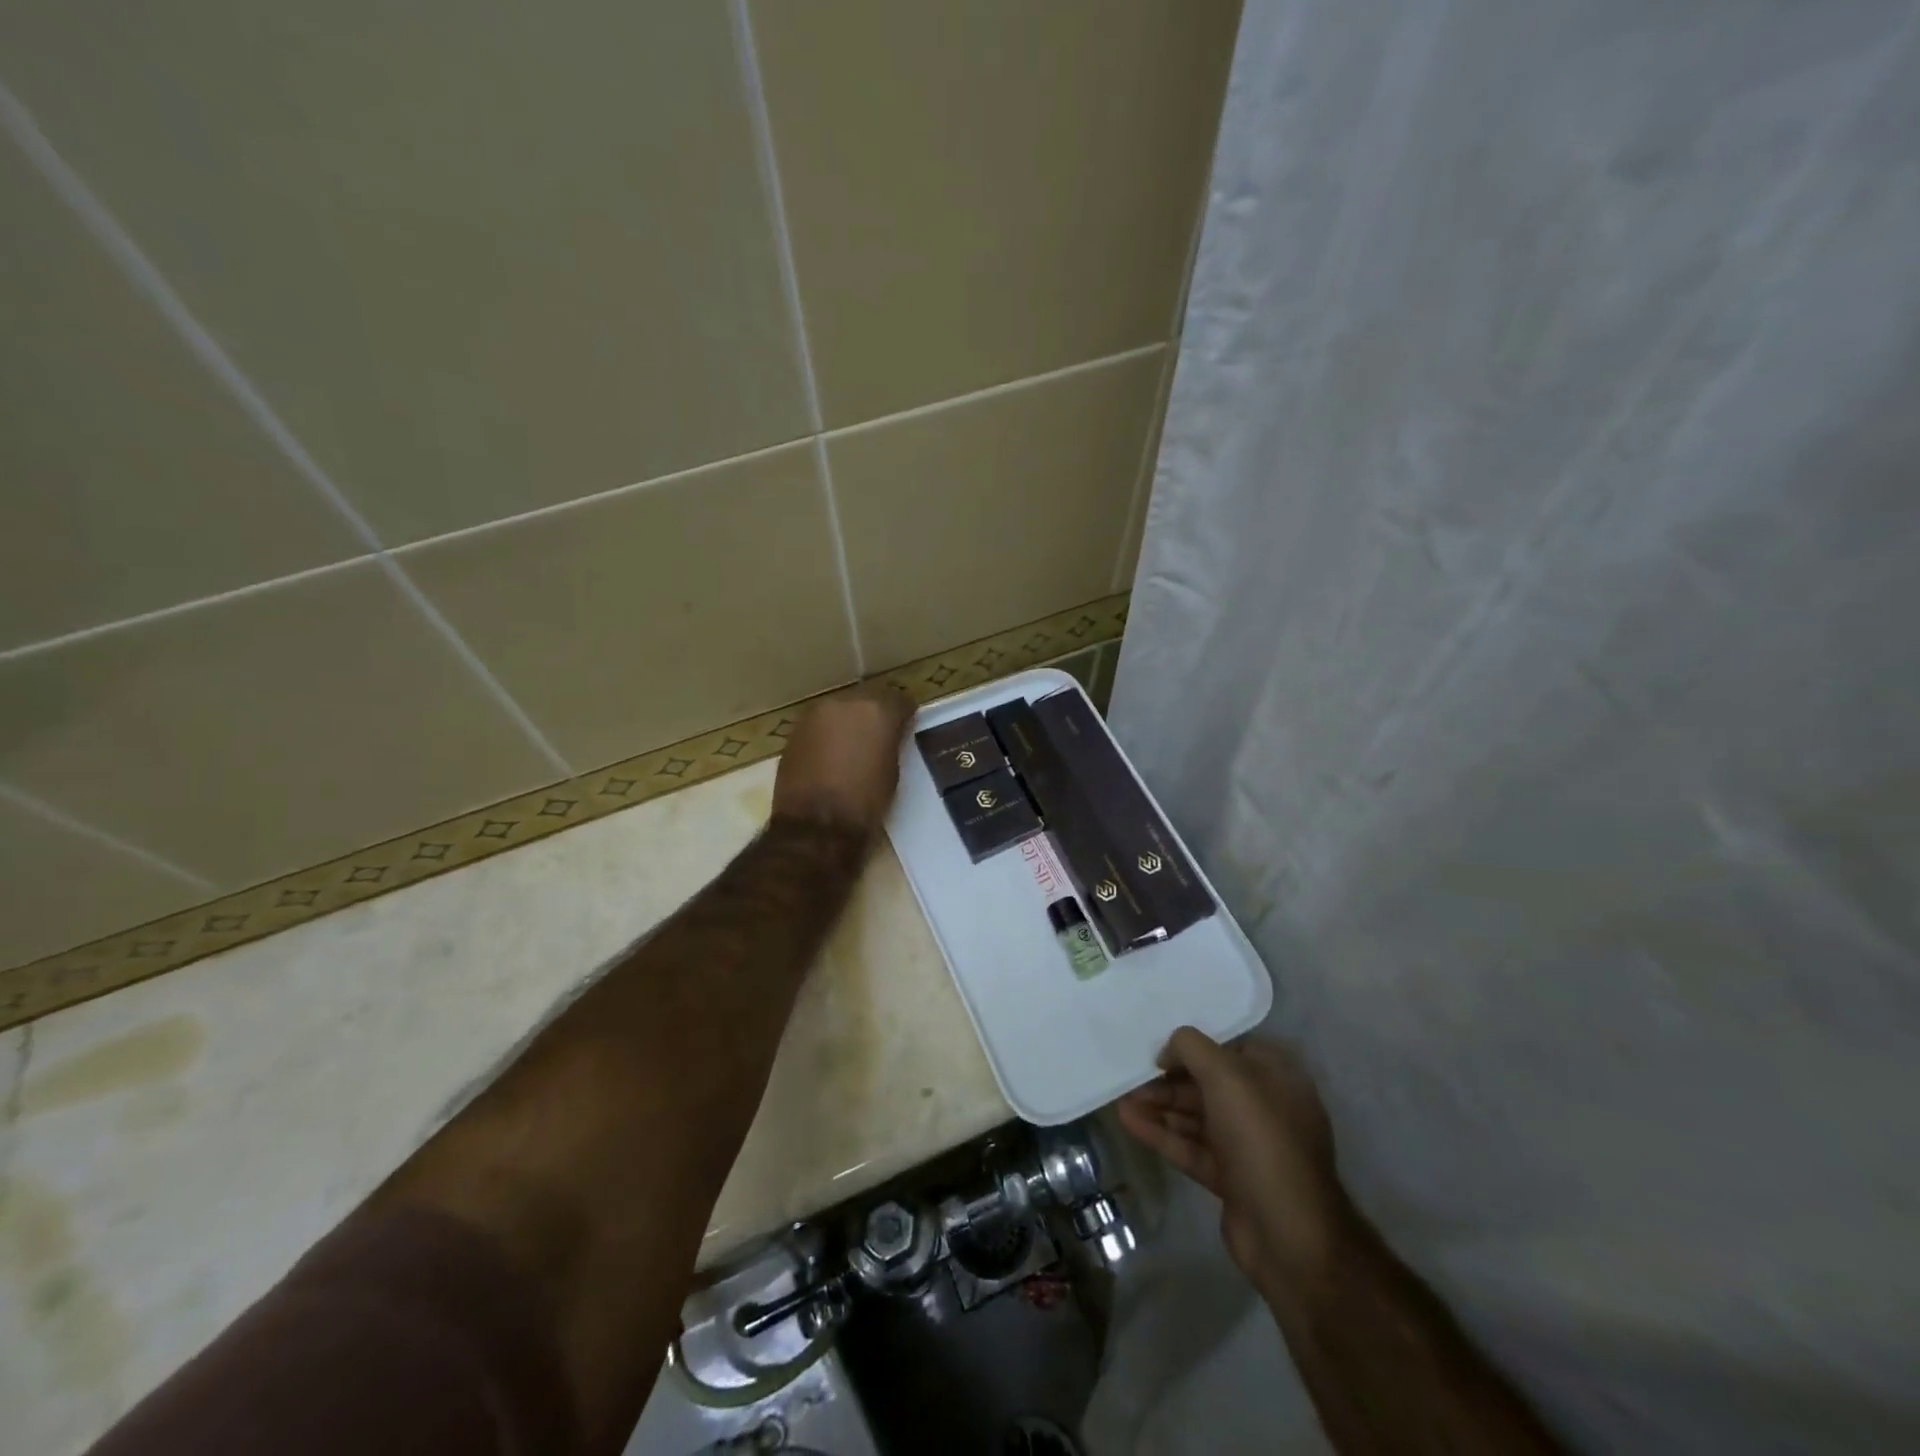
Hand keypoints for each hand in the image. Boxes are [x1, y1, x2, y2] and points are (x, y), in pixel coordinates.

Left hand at [771, 682, 914, 836]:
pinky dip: (828, 734)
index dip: (904, 715)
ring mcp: (816, 714)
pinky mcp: (795, 730)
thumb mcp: (893, 771)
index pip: (899, 700)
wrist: (816, 826)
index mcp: (877, 711)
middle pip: (867, 698)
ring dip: (849, 721)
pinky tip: (831, 754)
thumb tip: (889, 734)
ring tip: (854, 745)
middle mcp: (845, 702)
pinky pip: (820, 724)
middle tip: (880, 735)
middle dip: (875, 713)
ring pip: (840, 709)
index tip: (906, 727)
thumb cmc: (866, 803)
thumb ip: (892, 742)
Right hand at [1118, 1029, 1348, 1292]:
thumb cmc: (1261, 1138)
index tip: (1161, 1047)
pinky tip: (1128, 1121)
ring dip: (1160, 1106)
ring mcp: (1248, 1146)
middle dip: (1169, 1079)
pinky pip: (1191, 1147)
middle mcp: (1265, 1108)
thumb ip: (1192, 1047)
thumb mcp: (1226, 1075)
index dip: (1195, 1046)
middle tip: (1132, 1076)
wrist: (1288, 1234)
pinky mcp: (1231, 1179)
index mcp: (1277, 1078)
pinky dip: (1162, 1133)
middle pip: (1209, 1084)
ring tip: (1122, 1097)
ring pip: (1197, 1116)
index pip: (1230, 1048)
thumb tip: (1168, 1051)